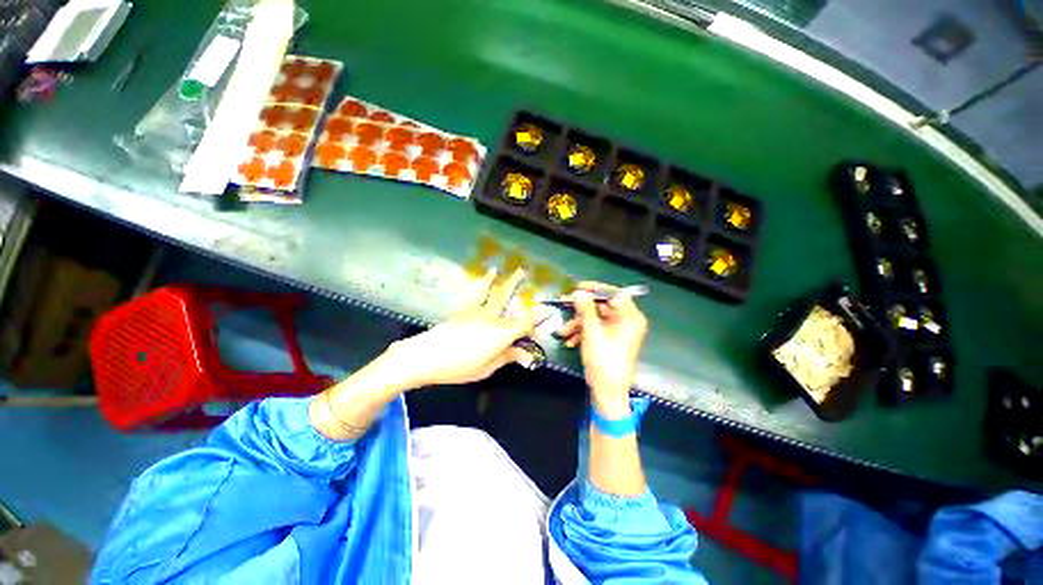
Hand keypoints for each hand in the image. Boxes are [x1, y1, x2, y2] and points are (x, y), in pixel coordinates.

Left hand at [387, 268, 550, 388]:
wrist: (425, 357)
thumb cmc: (459, 367)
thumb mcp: (487, 368)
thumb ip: (507, 357)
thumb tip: (526, 354)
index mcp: (501, 333)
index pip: (525, 323)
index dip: (538, 317)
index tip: (548, 310)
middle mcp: (491, 318)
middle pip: (506, 299)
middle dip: (515, 284)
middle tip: (523, 271)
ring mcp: (476, 312)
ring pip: (489, 292)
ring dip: (496, 280)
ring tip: (497, 269)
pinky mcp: (463, 311)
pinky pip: (475, 295)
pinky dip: (481, 285)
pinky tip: (483, 279)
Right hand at [556, 282, 647, 416]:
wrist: (608, 390)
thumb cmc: (604, 360)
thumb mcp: (592, 332)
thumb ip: (586, 309)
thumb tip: (579, 292)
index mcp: (630, 317)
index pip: (614, 293)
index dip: (595, 289)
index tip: (578, 287)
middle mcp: (627, 321)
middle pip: (603, 306)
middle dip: (581, 310)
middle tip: (565, 305)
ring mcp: (619, 331)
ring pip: (596, 319)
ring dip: (578, 324)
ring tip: (563, 332)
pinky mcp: (612, 339)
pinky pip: (597, 329)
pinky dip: (583, 333)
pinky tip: (570, 341)